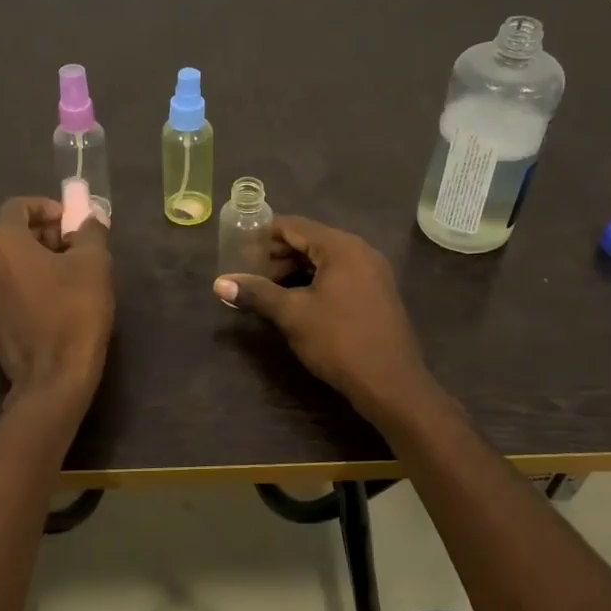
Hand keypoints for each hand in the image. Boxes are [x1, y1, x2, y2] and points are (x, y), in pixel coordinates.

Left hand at [0, 197, 113, 407]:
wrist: (53, 376)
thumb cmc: (75, 312)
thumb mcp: (94, 263)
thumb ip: (89, 231)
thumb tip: (87, 218)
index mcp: (1, 242)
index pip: (17, 207)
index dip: (47, 208)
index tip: (71, 223)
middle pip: (6, 233)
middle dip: (37, 233)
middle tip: (69, 247)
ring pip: (0, 260)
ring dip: (26, 258)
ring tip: (59, 273)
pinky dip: (17, 281)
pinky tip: (44, 298)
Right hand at [215, 215, 439, 422]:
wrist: (391, 384)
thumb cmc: (339, 341)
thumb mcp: (292, 314)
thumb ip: (257, 293)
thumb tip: (219, 283)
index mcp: (341, 247)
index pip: (294, 226)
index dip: (263, 234)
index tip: (237, 247)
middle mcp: (360, 251)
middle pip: (310, 241)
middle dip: (277, 255)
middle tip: (248, 273)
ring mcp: (372, 273)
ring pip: (324, 260)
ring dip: (294, 270)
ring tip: (266, 289)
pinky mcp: (376, 294)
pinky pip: (339, 276)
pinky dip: (314, 282)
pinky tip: (295, 302)